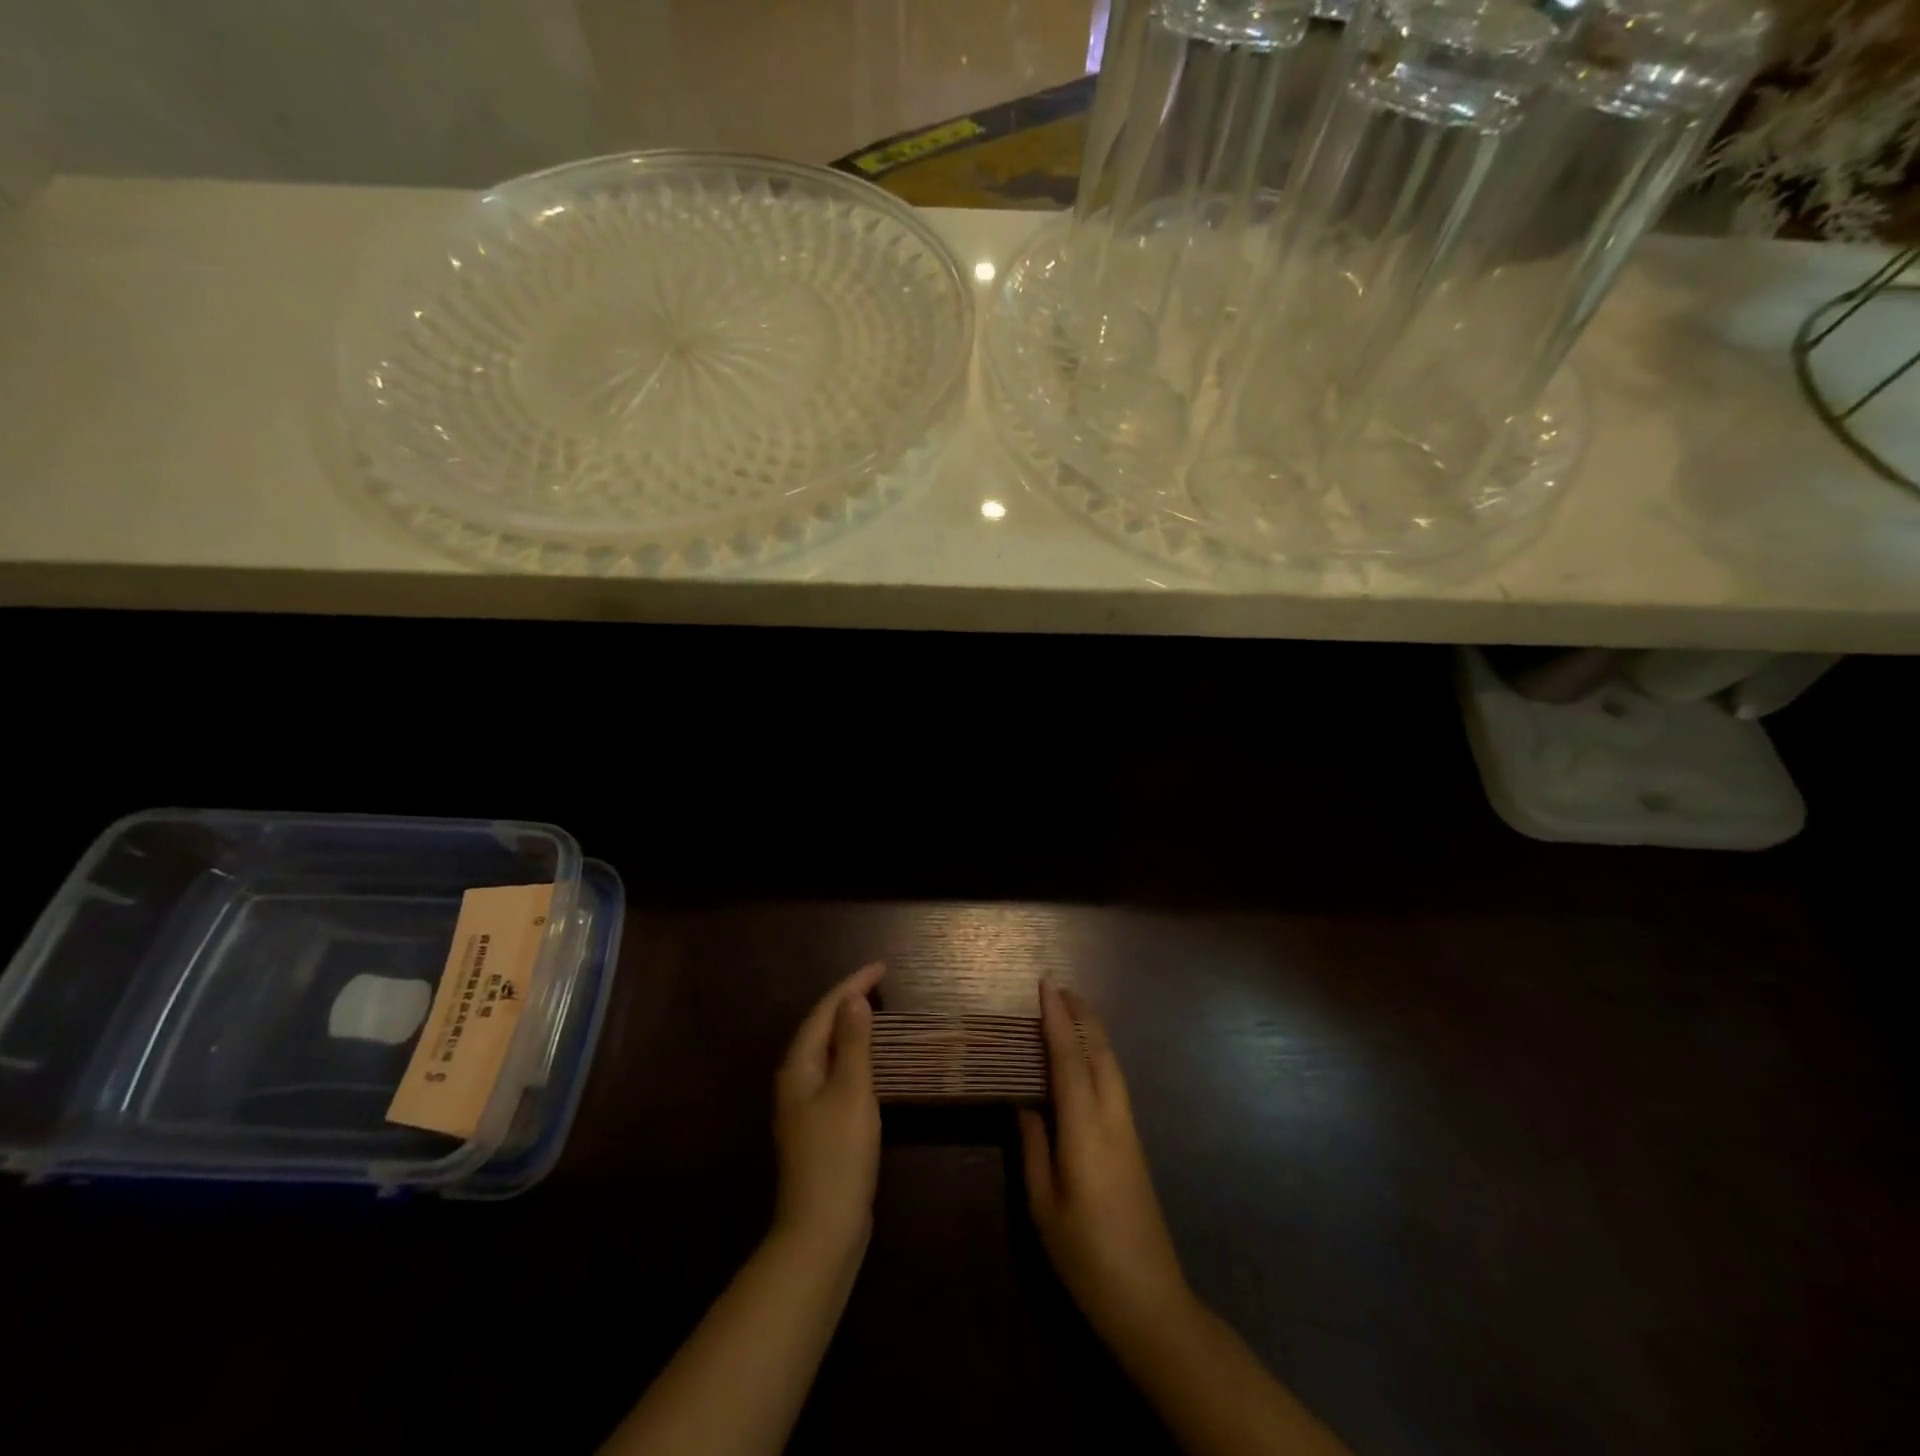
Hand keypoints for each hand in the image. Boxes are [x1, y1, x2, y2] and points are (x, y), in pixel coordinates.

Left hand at [773, 961, 884, 1253]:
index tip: (882, 966)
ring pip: (827, 1052)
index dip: (852, 985)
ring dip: (849, 1028)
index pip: (825, 1012)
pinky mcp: (817, 1127)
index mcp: (798, 1067)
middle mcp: (795, 1081)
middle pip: (821, 1028)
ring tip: (875, 1011)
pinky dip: (852, 1056)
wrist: (822, 1230)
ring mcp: (803, 1107)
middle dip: (848, 1001)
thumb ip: (853, 1043)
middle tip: (880, 982)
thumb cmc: (838, 1154)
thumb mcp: (851, 1091)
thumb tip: (853, 1000)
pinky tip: (868, 1062)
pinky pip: (834, 1074)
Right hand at [1019, 981, 1192, 1345]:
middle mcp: (1112, 1119)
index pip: (1069, 1059)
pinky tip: (1087, 1058)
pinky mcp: (1135, 1144)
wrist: (1150, 1301)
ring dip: (1093, 1032)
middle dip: (1081, 1015)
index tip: (1045, 986)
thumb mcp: (1044, 1205)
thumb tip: (1024, 1102)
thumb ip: (1033, 1146)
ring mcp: (1129, 1131)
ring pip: (1112, 1066)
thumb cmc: (1086, 1257)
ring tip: (1071, 1011)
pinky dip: (1099, 1056)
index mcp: (1085, 1131)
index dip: (1056, 1020)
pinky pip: (1115, 1083)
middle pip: (1099, 1053)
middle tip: (1058, 987)